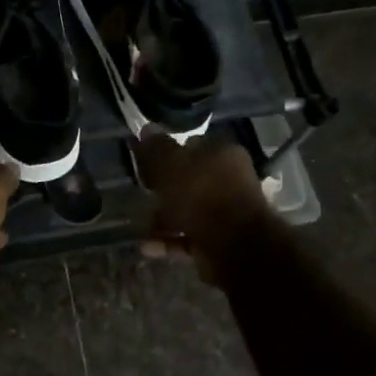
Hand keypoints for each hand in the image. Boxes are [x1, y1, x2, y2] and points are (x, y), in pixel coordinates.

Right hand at [133, 131, 271, 282]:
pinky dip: (169, 240)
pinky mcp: (220, 239)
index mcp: (222, 153)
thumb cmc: (201, 195)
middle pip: (189, 179)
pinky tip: (148, 246)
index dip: (166, 153)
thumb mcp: (171, 165)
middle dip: (163, 189)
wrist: (235, 247)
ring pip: (188, 209)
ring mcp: (226, 211)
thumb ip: (156, 148)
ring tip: (141, 225)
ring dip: (163, 218)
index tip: (145, 164)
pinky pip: (189, 236)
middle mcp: (229, 179)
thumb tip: (146, 128)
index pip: (191, 145)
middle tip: (142, 194)